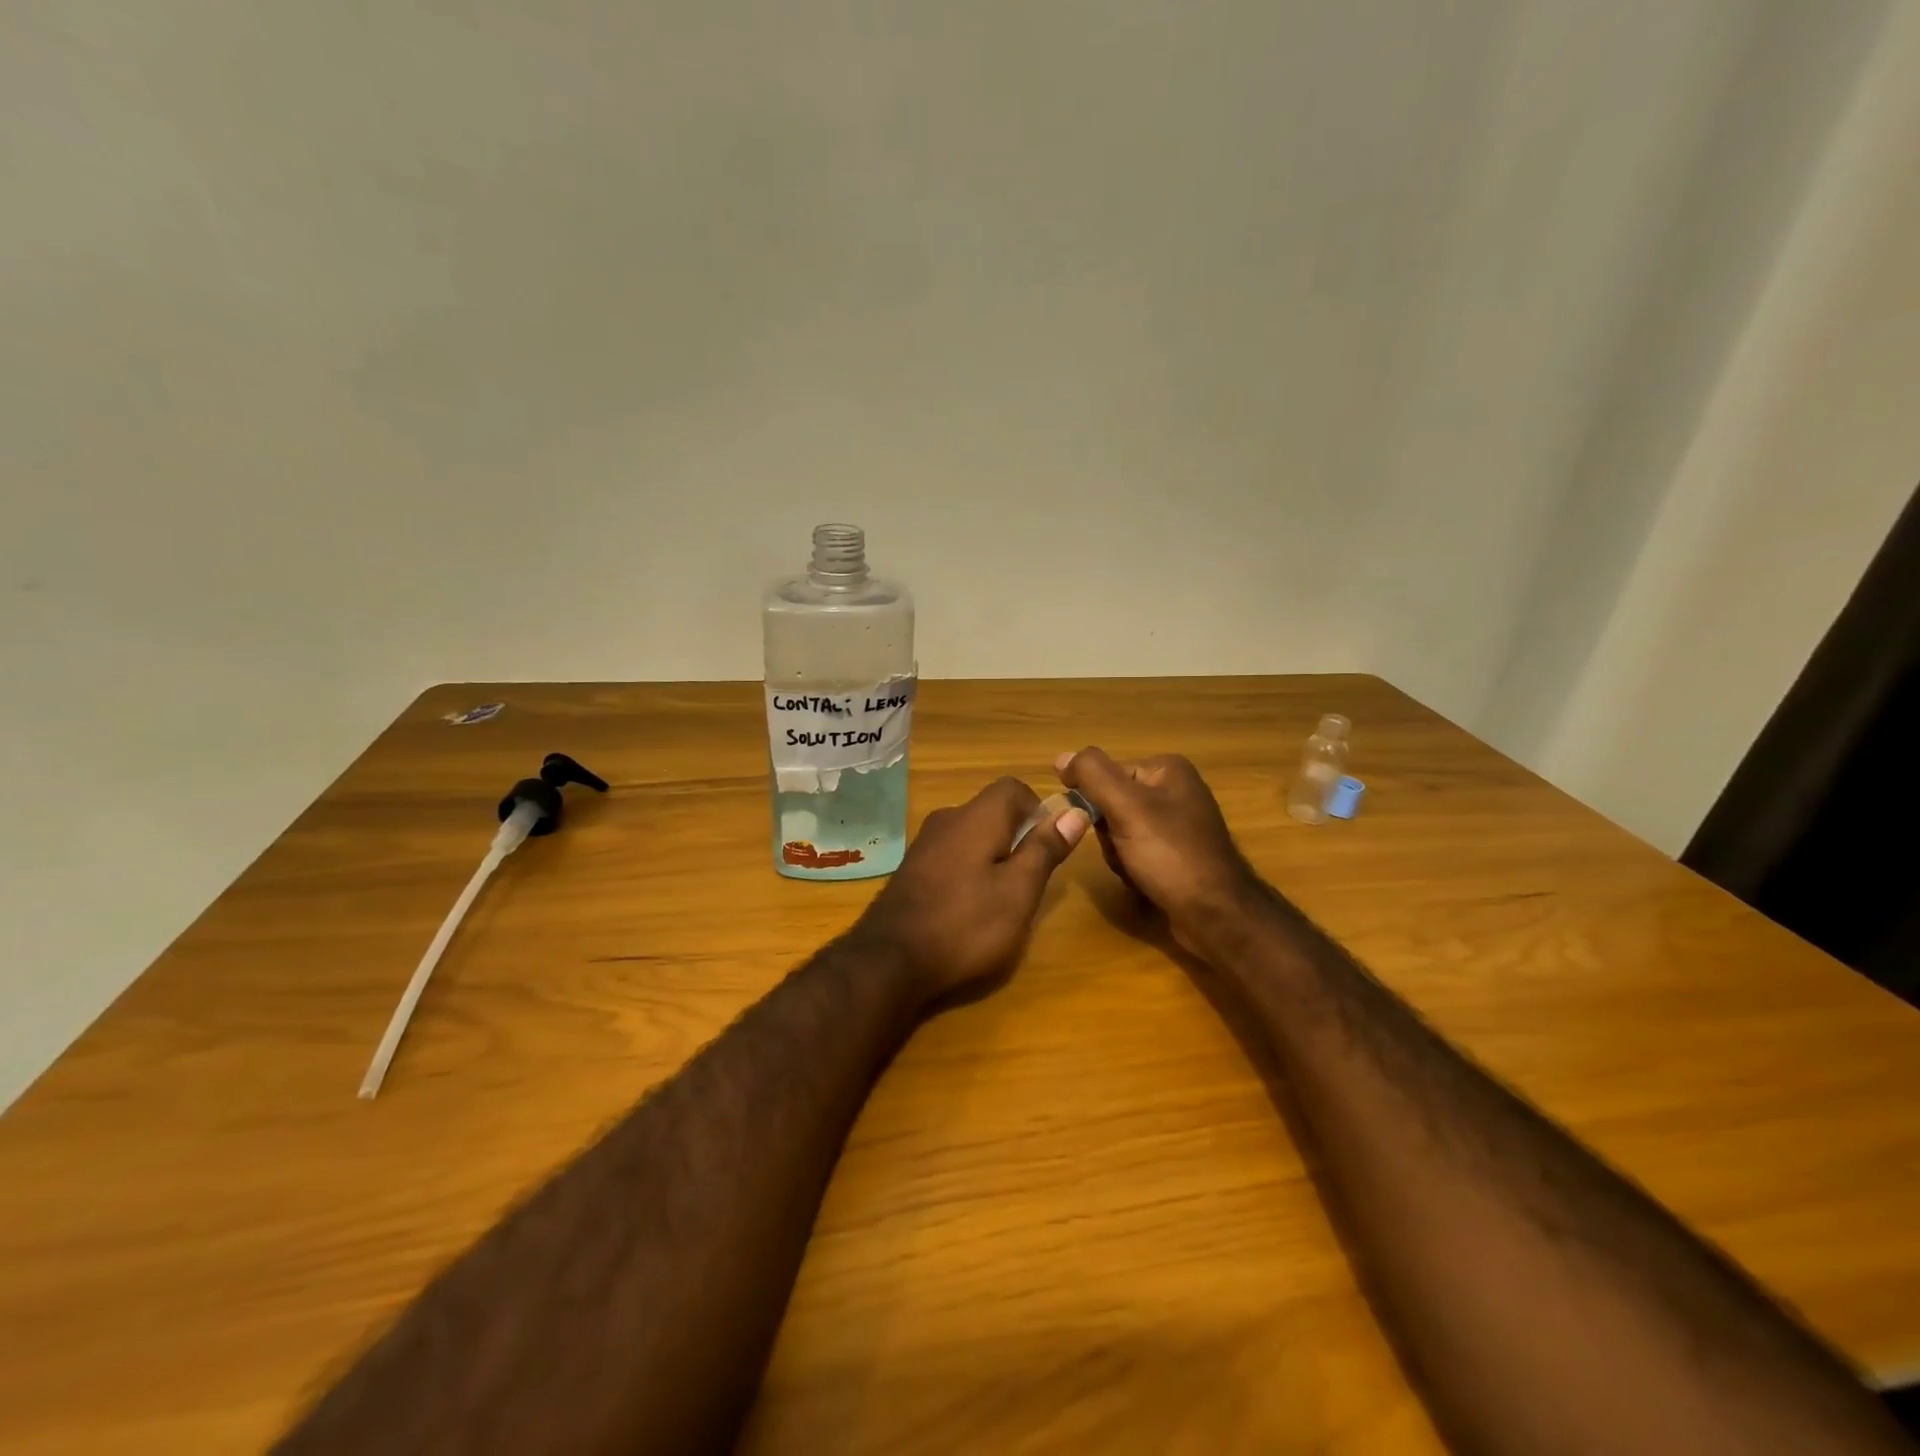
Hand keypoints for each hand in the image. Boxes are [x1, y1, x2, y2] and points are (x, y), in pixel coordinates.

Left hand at [853, 777, 1090, 1003]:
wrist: (889, 962)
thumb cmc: (965, 925)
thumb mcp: (1018, 891)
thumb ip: (1044, 849)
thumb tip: (1073, 811)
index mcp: (976, 817)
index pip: (1013, 788)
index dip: (1038, 809)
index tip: (1049, 845)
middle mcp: (947, 820)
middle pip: (991, 812)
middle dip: (1016, 838)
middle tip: (1029, 880)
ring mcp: (924, 845)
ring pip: (971, 836)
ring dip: (992, 857)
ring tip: (1001, 899)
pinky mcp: (911, 870)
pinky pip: (951, 856)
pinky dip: (968, 872)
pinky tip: (968, 909)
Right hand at [1056, 748, 1259, 953]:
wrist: (1215, 914)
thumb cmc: (1170, 854)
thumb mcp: (1125, 806)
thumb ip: (1091, 775)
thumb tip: (1062, 757)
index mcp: (1168, 769)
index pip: (1106, 775)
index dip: (1095, 803)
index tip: (1102, 827)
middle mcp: (1176, 790)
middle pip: (1112, 803)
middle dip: (1108, 833)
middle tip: (1123, 852)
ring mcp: (1180, 824)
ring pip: (1120, 830)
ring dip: (1118, 853)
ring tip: (1135, 871)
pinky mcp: (1179, 854)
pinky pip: (1137, 851)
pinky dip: (1132, 867)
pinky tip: (1143, 881)